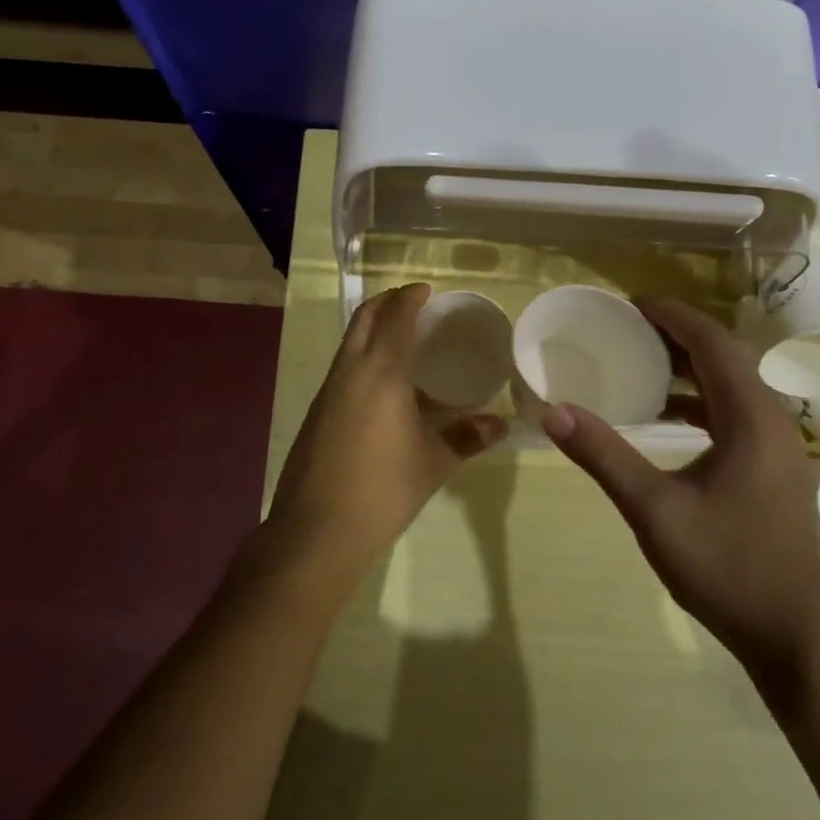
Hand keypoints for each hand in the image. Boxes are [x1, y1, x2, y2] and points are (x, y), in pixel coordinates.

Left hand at [264, 284, 506, 583]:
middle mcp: (350, 372)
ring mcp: (328, 392)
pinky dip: (364, 358)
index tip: (427, 290)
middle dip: (387, 303)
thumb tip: (501, 424)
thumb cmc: (383, 489)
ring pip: (350, 343)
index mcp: (382, 373)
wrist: (317, 530)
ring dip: (373, 330)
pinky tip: (386, 388)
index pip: (395, 317)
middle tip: (415, 305)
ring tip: (405, 342)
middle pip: (364, 319)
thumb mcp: (434, 462)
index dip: (410, 297)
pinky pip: (344, 368)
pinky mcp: (318, 413)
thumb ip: (467, 437)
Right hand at [540, 299, 819, 693]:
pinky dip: (701, 399)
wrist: (791, 633)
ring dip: (690, 367)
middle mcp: (771, 419)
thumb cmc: (726, 567)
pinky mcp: (773, 466)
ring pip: (732, 384)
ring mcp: (777, 444)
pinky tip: (667, 415)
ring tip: (640, 361)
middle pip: (725, 356)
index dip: (672, 315)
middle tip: (627, 329)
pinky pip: (734, 411)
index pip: (712, 343)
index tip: (630, 304)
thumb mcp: (655, 511)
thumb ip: (605, 457)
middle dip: (677, 335)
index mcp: (751, 418)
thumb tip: (554, 413)